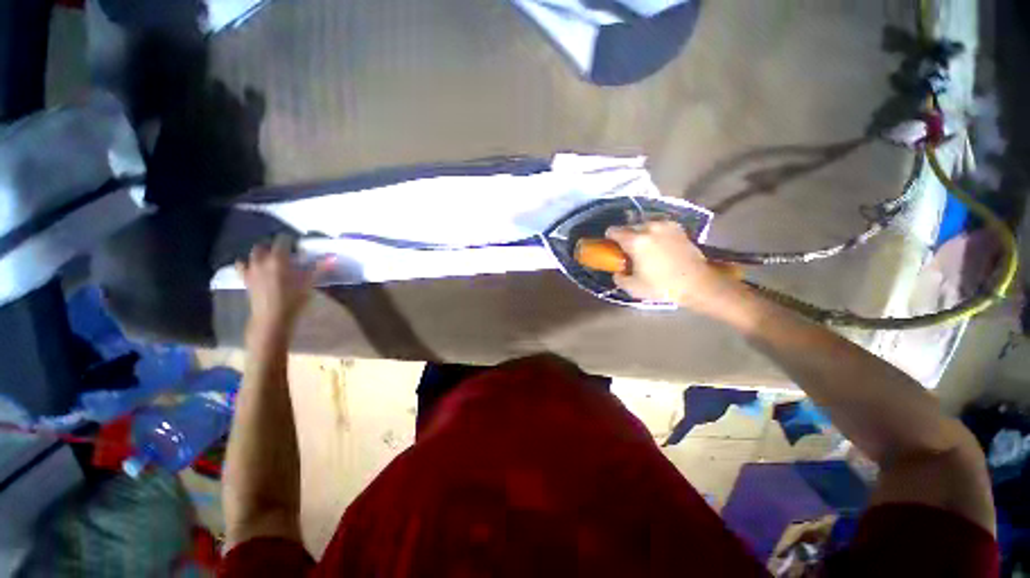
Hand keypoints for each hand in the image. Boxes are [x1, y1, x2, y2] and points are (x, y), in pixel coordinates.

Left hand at [236, 235, 330, 333]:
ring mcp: (251, 270)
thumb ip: (319, 268)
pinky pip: (242, 266)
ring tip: (270, 259)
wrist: (272, 318)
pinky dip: (247, 264)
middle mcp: (261, 260)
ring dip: (261, 253)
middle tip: (285, 253)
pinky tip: (254, 267)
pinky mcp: (245, 280)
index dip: (291, 241)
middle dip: (273, 246)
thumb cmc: (293, 300)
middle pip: (264, 246)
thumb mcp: (309, 284)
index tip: (298, 246)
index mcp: (278, 259)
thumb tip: (332, 257)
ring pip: (253, 254)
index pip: (283, 240)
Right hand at [605, 221, 740, 312]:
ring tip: (645, 247)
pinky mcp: (677, 228)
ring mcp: (665, 225)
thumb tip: (617, 272)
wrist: (697, 283)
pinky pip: (659, 226)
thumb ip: (619, 277)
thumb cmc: (662, 286)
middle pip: (629, 226)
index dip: (609, 238)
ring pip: (644, 225)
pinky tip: (659, 244)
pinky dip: (655, 232)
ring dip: (641, 233)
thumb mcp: (633, 287)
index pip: (613, 230)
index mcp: (635, 241)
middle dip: (626, 236)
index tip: (611, 246)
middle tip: (629, 250)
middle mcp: (649, 228)